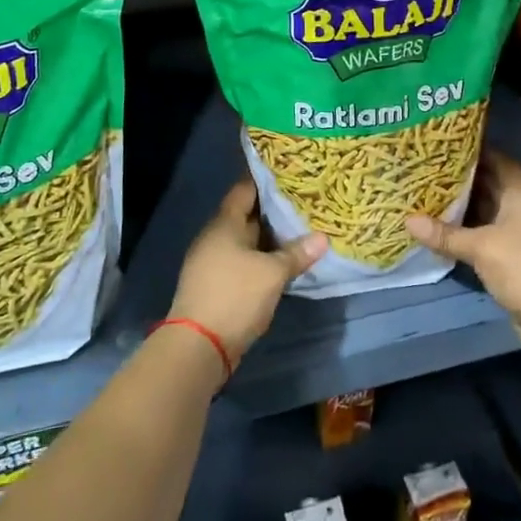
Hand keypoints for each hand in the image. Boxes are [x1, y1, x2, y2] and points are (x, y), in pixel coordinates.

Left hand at [169, 178, 326, 368]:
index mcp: (224, 224)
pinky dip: (261, 258)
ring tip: (298, 230)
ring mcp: (212, 262)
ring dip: (268, 237)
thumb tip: (322, 238)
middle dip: (272, 210)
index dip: (265, 180)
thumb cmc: (235, 296)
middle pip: (245, 215)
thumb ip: (296, 253)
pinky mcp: (216, 285)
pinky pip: (242, 261)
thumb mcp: (272, 273)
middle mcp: (215, 237)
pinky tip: (281, 262)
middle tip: (302, 202)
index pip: (244, 190)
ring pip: (245, 240)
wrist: (198, 347)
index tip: (288, 173)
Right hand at [405, 151, 520, 336]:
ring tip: (433, 193)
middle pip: (494, 187)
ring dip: (466, 207)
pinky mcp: (514, 260)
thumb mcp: (480, 247)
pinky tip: (445, 229)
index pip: (503, 164)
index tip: (454, 146)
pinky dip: (469, 232)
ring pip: (489, 213)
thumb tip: (407, 220)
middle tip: (435, 168)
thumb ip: (445, 234)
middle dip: (467, 179)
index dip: (482, 153)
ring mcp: (520, 237)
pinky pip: (487, 237)